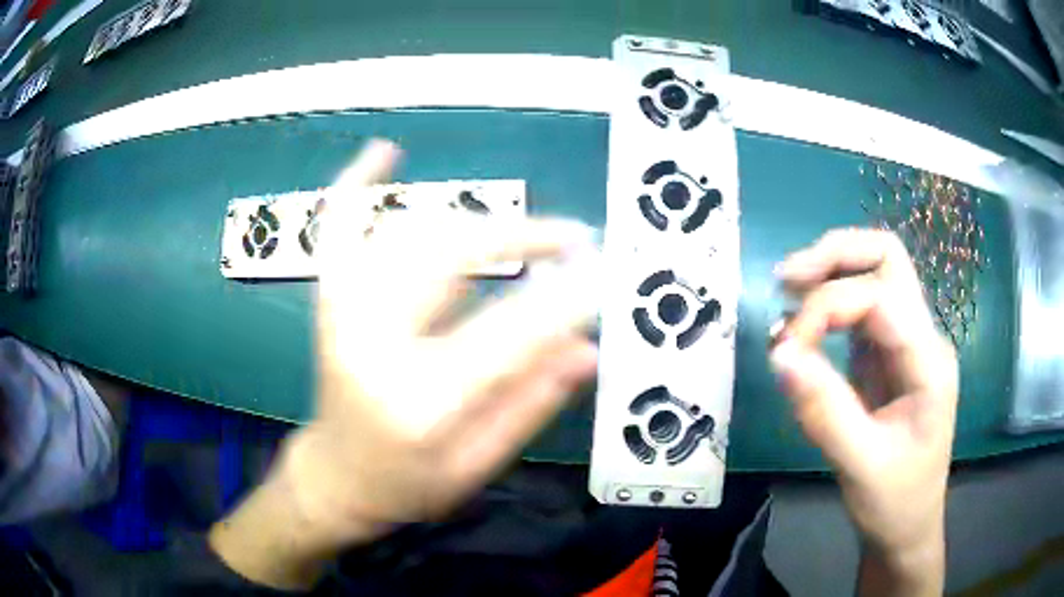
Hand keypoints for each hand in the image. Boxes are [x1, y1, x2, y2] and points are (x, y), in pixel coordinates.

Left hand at [211, 140, 600, 588]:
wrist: (336, 476)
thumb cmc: (406, 485)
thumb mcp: (477, 466)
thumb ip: (531, 404)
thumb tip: (588, 347)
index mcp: (415, 402)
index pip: (504, 336)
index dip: (561, 300)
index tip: (603, 274)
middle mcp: (370, 343)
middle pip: (448, 258)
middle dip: (521, 236)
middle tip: (573, 239)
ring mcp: (342, 312)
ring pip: (406, 232)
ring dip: (472, 218)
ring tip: (528, 230)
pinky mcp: (330, 300)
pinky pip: (338, 228)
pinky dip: (357, 185)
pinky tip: (383, 152)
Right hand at [770, 229, 956, 594]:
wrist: (908, 526)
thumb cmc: (894, 501)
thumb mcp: (860, 465)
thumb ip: (823, 410)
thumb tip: (778, 354)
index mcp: (928, 361)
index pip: (880, 298)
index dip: (827, 307)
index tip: (785, 348)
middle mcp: (922, 338)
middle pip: (887, 259)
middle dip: (836, 256)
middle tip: (786, 278)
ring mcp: (905, 344)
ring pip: (874, 275)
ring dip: (830, 273)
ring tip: (786, 293)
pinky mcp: (886, 357)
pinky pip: (859, 310)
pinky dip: (828, 305)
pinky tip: (801, 327)